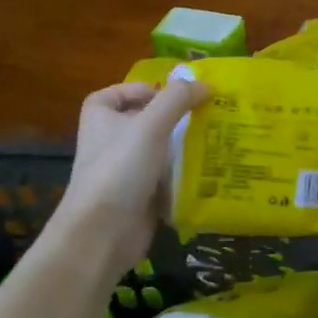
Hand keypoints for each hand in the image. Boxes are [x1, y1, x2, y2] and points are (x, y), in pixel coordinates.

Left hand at [54, 79, 208, 272]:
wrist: (103, 233)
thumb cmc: (120, 169)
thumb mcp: (150, 125)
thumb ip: (178, 99)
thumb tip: (206, 84)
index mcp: (101, 118)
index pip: (117, 93)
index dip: (142, 90)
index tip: (172, 96)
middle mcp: (110, 141)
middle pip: (144, 120)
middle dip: (174, 118)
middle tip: (207, 114)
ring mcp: (125, 170)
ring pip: (159, 150)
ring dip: (184, 146)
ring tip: (217, 138)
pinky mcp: (141, 196)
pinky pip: (166, 177)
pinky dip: (185, 174)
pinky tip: (210, 170)